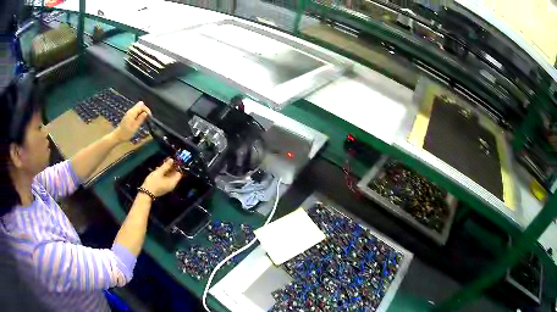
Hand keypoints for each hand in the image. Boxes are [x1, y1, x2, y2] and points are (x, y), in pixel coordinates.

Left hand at [112, 101, 150, 142]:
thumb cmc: (126, 133)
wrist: (118, 136)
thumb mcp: (135, 127)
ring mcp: (129, 112)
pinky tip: (139, 120)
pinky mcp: (129, 115)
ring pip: (138, 108)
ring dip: (142, 112)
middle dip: (145, 110)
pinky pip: (136, 111)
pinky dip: (139, 114)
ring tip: (144, 120)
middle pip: (140, 105)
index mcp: (132, 113)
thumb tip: (146, 113)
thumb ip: (140, 119)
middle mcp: (131, 110)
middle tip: (147, 118)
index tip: (149, 117)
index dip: (146, 109)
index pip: (142, 105)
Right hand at [141, 158, 182, 197]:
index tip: (173, 161)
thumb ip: (166, 166)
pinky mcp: (163, 187)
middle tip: (166, 161)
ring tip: (162, 164)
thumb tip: (172, 159)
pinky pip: (166, 179)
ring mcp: (167, 187)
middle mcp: (172, 185)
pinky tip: (158, 169)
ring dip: (166, 170)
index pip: (179, 174)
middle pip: (174, 175)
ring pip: (169, 176)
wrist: (146, 193)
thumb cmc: (153, 182)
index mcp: (173, 182)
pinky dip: (163, 174)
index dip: (177, 167)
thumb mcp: (159, 172)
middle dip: (171, 167)